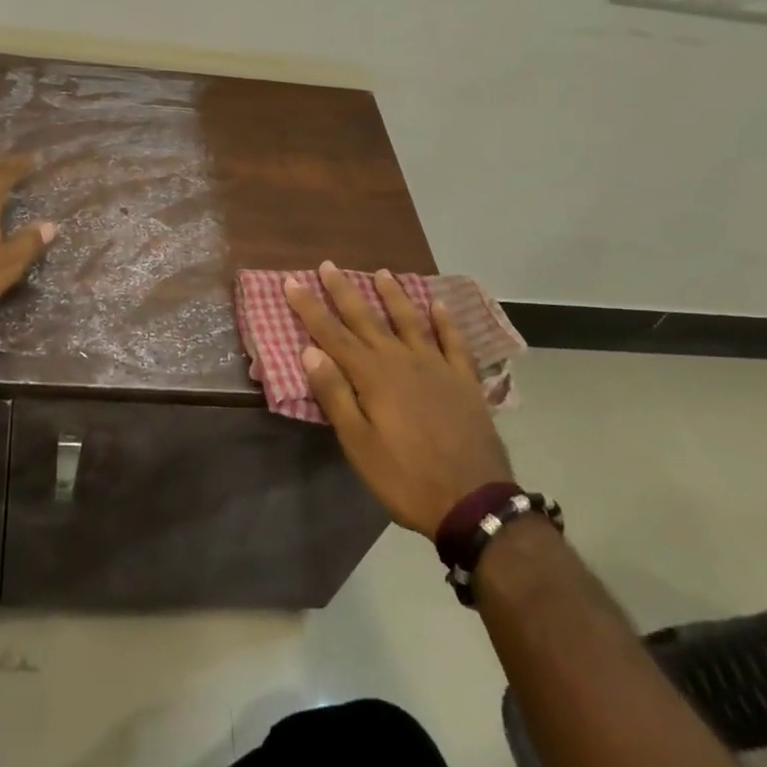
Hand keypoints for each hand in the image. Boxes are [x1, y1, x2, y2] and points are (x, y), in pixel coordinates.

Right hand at [286, 262, 514, 536]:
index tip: (293, 282)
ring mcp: (436, 366)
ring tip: (382, 273)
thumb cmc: (406, 477)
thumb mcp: (359, 445)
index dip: (310, 308)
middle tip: (329, 265)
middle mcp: (402, 360)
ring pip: (410, 320)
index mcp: (372, 376)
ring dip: (393, 295)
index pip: (332, 334)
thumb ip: (335, 395)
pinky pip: (454, 341)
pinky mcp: (464, 379)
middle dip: (344, 291)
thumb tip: (309, 351)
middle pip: (367, 319)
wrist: (473, 501)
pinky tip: (439, 305)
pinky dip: (446, 321)